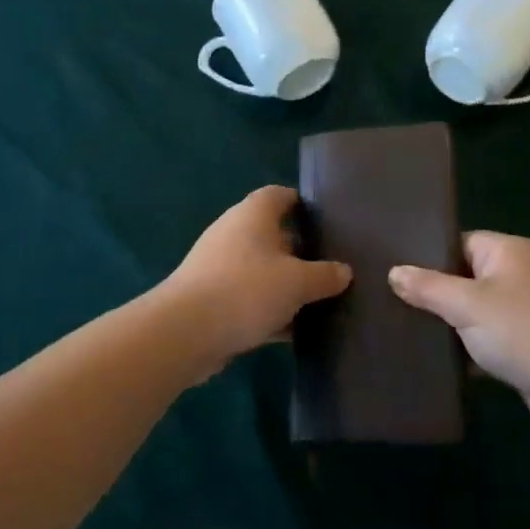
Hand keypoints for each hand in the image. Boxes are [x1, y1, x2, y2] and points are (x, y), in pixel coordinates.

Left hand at [162, 186, 351, 364]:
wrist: (185, 332)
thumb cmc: (246, 290)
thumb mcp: (297, 282)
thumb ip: (324, 275)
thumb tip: (344, 271)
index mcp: (252, 215)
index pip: (280, 195)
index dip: (304, 204)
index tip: (330, 221)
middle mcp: (234, 234)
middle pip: (274, 235)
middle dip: (302, 250)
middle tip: (334, 266)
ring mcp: (220, 267)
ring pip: (263, 271)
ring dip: (287, 285)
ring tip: (321, 300)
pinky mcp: (213, 300)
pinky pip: (250, 299)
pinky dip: (271, 311)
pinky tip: (295, 331)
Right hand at [390, 232, 529, 432]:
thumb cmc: (522, 332)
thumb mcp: (466, 305)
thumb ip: (428, 287)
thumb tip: (394, 272)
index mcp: (510, 251)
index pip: (460, 242)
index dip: (429, 256)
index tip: (396, 273)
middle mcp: (523, 273)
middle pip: (468, 276)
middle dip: (437, 293)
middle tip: (395, 303)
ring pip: (479, 310)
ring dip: (454, 324)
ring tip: (410, 331)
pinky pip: (493, 338)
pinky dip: (472, 347)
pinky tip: (443, 361)